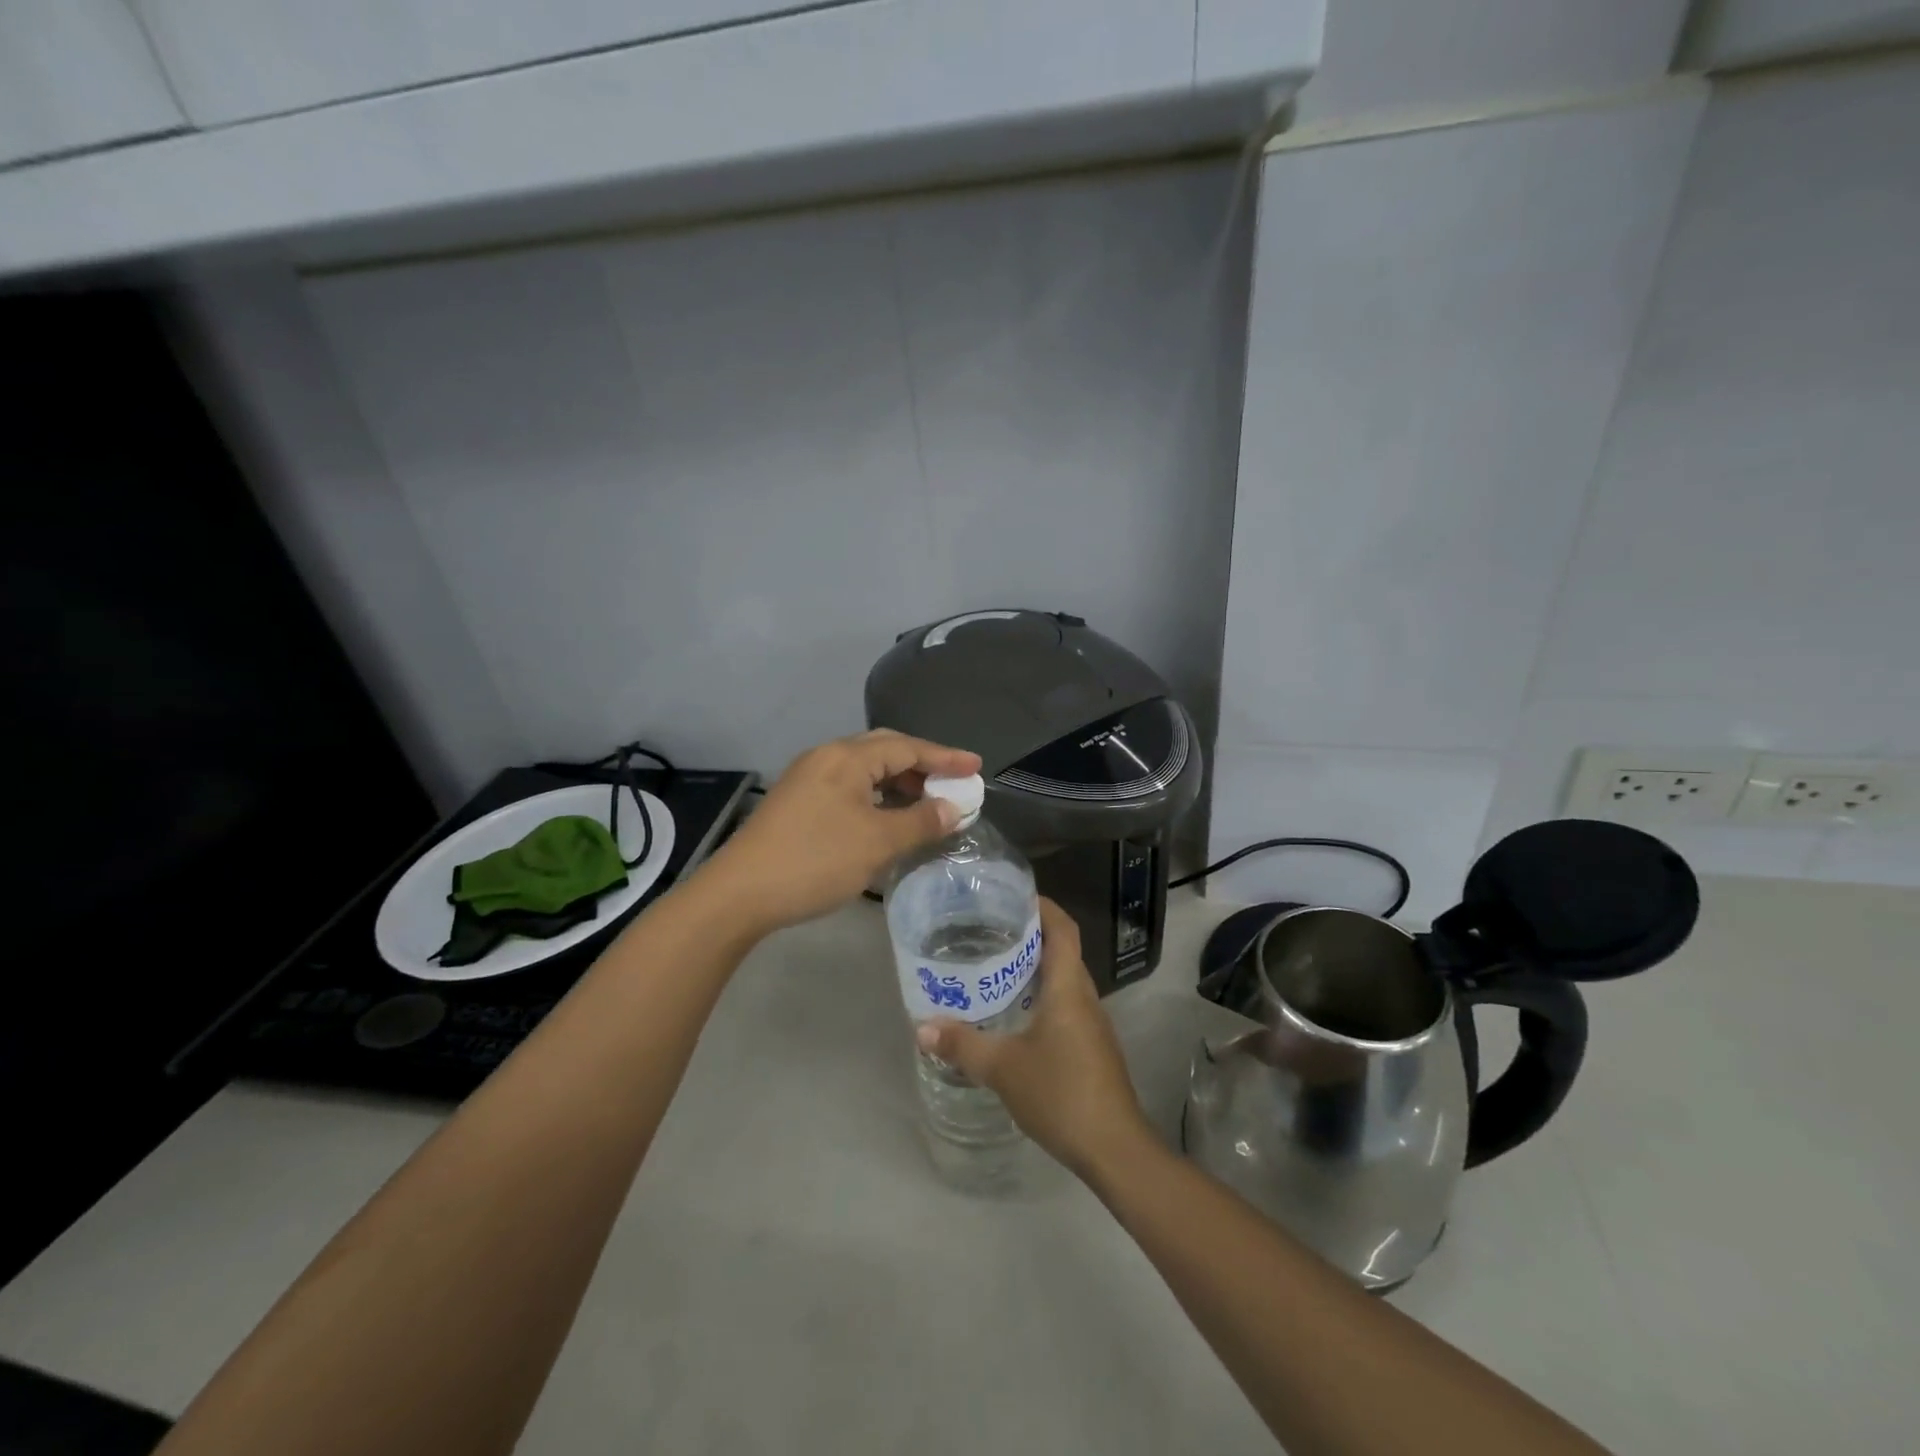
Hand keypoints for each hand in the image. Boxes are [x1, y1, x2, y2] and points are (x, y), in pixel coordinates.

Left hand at [703, 729, 980, 933]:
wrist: (740, 894)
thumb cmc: (815, 861)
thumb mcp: (877, 843)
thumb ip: (920, 822)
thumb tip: (953, 808)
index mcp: (847, 758)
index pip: (907, 747)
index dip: (945, 757)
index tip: (976, 767)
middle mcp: (826, 758)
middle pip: (884, 750)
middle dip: (922, 765)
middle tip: (953, 783)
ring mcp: (808, 779)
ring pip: (865, 770)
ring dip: (898, 782)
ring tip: (926, 804)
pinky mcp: (797, 802)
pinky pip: (849, 787)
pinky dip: (876, 797)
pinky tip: (887, 818)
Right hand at [915, 898, 1152, 1178]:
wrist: (1114, 1149)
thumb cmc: (1061, 1094)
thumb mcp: (1003, 1068)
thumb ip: (962, 1045)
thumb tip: (922, 1027)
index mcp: (1068, 987)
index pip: (1063, 928)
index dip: (1043, 906)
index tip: (1012, 895)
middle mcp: (1084, 997)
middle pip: (1062, 950)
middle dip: (1030, 935)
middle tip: (988, 930)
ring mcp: (1092, 1023)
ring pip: (1064, 979)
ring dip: (1035, 968)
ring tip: (994, 967)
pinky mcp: (1092, 1047)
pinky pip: (1066, 1005)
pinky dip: (1042, 996)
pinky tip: (1014, 1014)